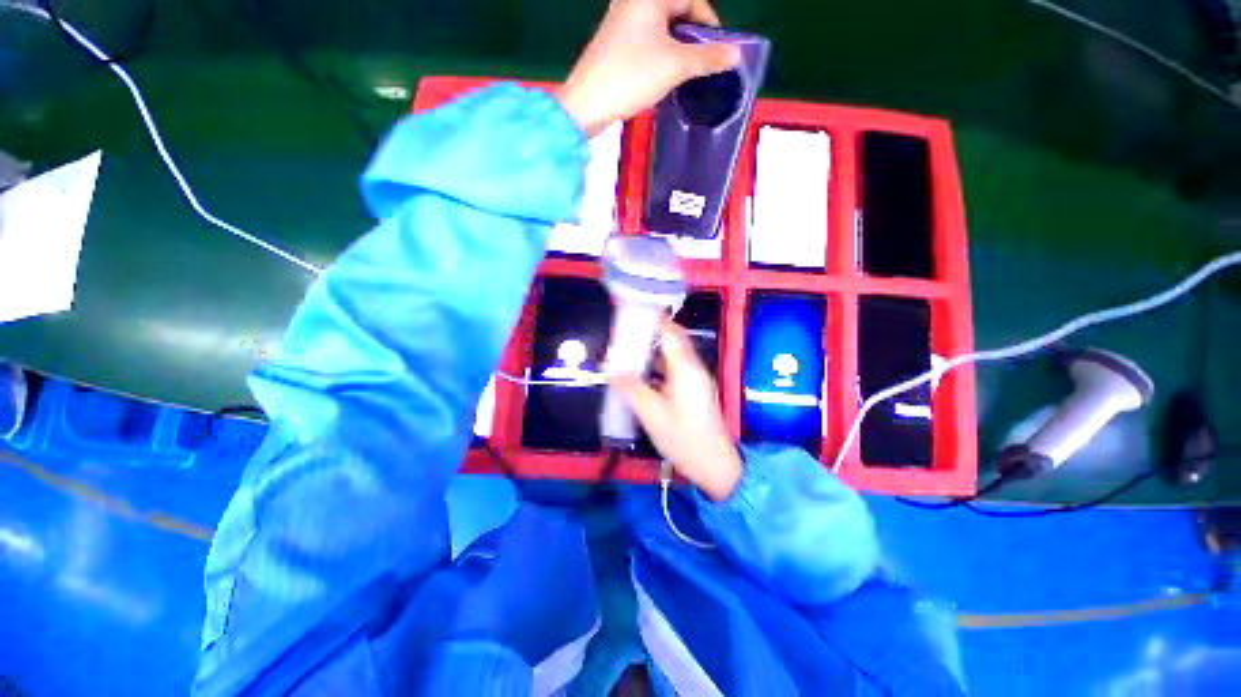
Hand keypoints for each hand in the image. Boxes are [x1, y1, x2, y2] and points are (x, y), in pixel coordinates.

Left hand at [557, 0, 741, 135]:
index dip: (709, 24)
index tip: (717, 51)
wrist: (587, 103)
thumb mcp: (676, 66)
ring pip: (661, 28)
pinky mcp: (613, 41)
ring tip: (685, 73)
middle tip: (702, 64)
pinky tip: (663, 75)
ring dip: (677, 48)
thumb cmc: (632, 76)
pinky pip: (645, 40)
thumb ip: (708, 58)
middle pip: (675, 11)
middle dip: (693, 37)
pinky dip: (659, 54)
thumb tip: (736, 54)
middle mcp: (633, 1)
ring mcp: (620, 20)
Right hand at [610, 319, 742, 500]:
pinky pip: (675, 370)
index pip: (671, 332)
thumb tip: (610, 368)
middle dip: (651, 333)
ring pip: (673, 356)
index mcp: (685, 369)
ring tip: (628, 352)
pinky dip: (658, 367)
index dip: (654, 319)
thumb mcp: (651, 414)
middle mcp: (693, 369)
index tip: (634, 313)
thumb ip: (631, 388)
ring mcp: (695, 380)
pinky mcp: (695, 391)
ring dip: (653, 351)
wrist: (714, 464)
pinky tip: (641, 376)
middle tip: (626, 333)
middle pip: (673, 341)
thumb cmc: (683, 438)